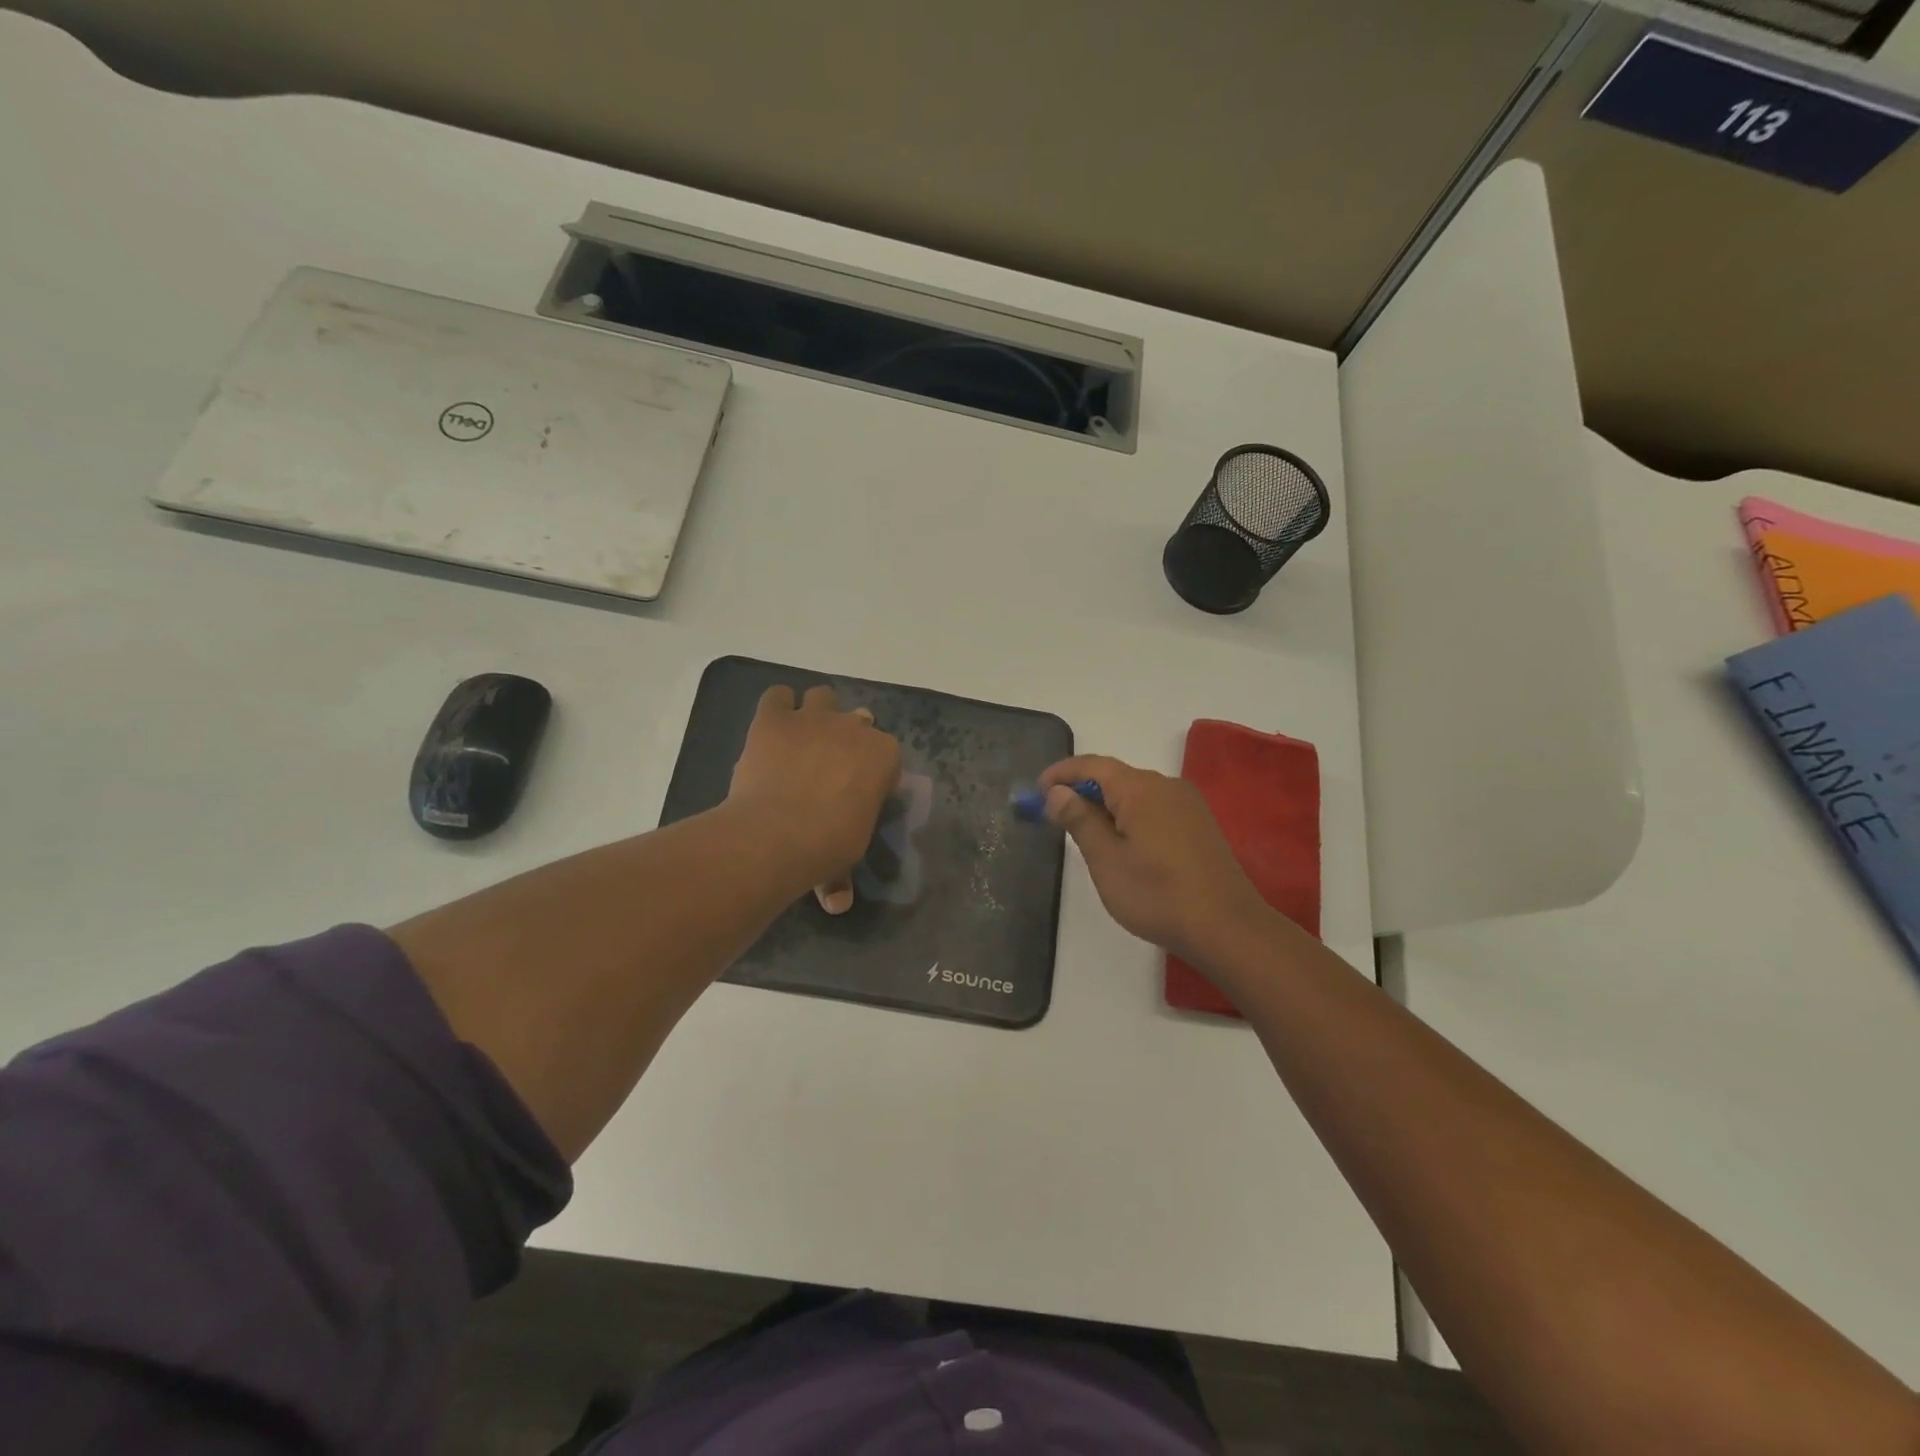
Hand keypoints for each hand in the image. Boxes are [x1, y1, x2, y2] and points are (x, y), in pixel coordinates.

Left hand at [728, 685, 900, 906]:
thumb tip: (837, 904)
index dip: (872, 769)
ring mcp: (813, 719)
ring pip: (822, 696)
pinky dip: (777, 707)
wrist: (778, 833)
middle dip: (847, 736)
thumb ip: (841, 876)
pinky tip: (772, 727)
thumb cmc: (826, 847)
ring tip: (801, 738)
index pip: (887, 754)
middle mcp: (854, 728)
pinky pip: (778, 696)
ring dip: (815, 712)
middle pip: (858, 720)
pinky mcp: (774, 718)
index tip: (859, 788)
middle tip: (830, 763)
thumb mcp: (844, 861)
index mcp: (884, 757)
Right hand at [1040, 754, 1273, 964]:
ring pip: (1136, 794)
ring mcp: (1188, 804)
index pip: (1093, 765)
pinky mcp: (1199, 824)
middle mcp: (1167, 785)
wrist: (1227, 928)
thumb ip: (1080, 820)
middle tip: (1056, 817)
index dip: (1062, 773)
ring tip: (1085, 834)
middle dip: (1083, 791)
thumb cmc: (1157, 895)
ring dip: (1106, 806)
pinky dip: (1130, 816)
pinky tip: (1122, 844)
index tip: (1036, 791)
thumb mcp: (1106, 860)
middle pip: (1115, 777)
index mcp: (1141, 788)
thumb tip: (1058, 792)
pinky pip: (1154, 808)